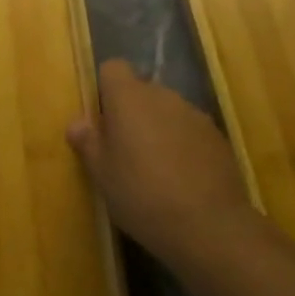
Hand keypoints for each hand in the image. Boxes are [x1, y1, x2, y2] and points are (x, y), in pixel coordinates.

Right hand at [68, 59, 256, 273]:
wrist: (210, 227)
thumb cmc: (142, 194)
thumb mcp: (102, 174)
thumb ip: (88, 142)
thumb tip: (77, 123)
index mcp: (128, 96)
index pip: (113, 68)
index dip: (105, 89)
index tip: (103, 120)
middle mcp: (162, 94)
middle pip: (141, 90)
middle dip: (132, 112)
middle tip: (124, 150)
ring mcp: (194, 114)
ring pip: (167, 111)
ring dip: (159, 129)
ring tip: (156, 169)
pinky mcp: (218, 137)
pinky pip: (190, 131)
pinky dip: (183, 146)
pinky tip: (183, 180)